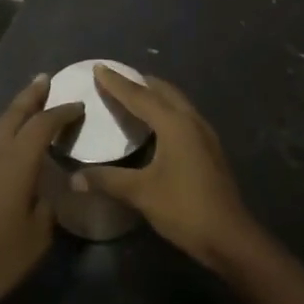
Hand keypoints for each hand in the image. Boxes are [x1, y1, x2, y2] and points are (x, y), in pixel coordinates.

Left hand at [0, 76, 83, 303]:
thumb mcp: (37, 239)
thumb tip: (45, 194)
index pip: (43, 125)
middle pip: (12, 115)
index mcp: (16, 162)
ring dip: (10, 120)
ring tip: (23, 118)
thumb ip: (46, 209)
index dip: (62, 113)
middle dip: (30, 96)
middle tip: (43, 81)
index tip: (77, 106)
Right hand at [76, 65, 258, 268]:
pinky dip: (166, 111)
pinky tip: (156, 126)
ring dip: (156, 95)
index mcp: (175, 124)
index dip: (117, 83)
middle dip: (139, 82)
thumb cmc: (184, 208)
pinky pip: (184, 117)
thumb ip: (107, 180)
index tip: (99, 67)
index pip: (140, 96)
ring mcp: (205, 135)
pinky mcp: (210, 149)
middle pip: (163, 92)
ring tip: (134, 95)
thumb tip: (74, 177)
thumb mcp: (141, 193)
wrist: (229, 236)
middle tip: (116, 78)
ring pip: (177, 103)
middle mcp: (192, 121)